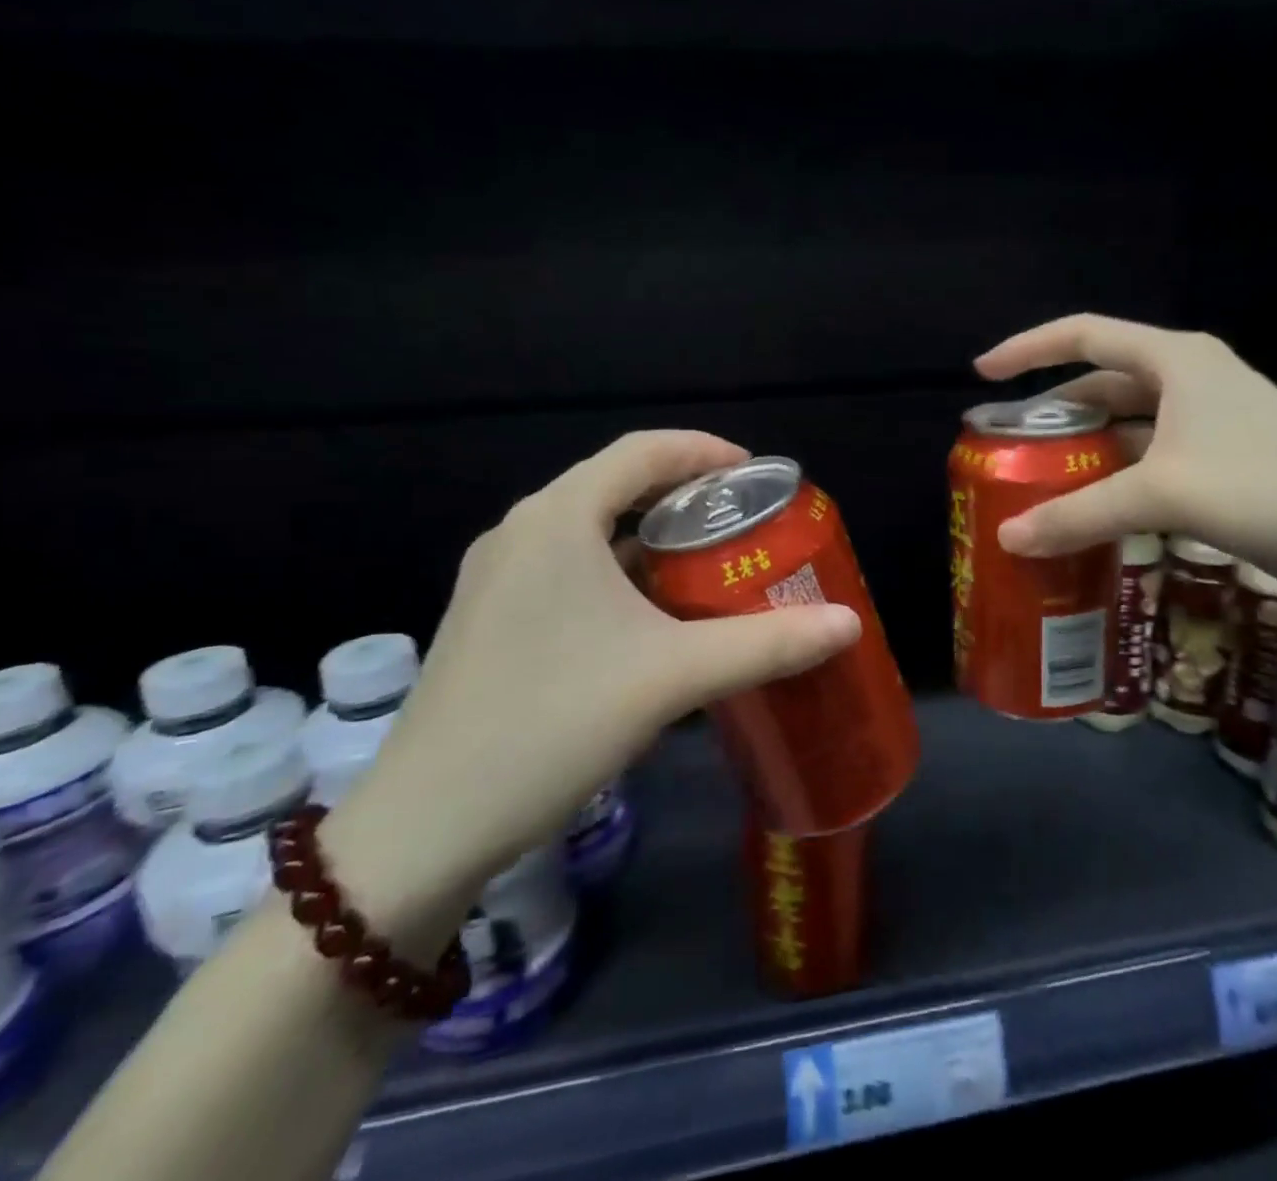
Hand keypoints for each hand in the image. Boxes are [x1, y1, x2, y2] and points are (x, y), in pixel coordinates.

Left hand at [319, 432, 861, 937]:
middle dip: (684, 495)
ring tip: (706, 562)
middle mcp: (521, 531)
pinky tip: (649, 616)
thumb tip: (848, 622)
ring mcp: (497, 576)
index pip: (643, 451)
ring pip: (589, 529)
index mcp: (558, 518)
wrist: (427, 825)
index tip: (756, 475)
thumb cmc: (552, 724)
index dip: (705, 452)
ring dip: (649, 536)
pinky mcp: (489, 616)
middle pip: (615, 483)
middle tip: (742, 521)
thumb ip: (766, 644)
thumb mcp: (672, 678)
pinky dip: (617, 571)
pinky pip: (566, 567)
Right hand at [975, 314, 1276, 607]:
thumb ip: (1079, 514)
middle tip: (1007, 445)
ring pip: (1125, 429)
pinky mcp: (1224, 468)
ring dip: (1083, 453)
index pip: (1084, 334)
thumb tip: (1008, 539)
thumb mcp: (1164, 494)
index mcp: (1176, 361)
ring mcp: (1210, 426)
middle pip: (1102, 384)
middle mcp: (1191, 383)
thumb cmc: (1272, 487)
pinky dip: (1114, 483)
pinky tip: (1090, 514)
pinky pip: (1148, 465)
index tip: (983, 373)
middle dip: (1052, 412)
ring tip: (1037, 483)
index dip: (1028, 348)